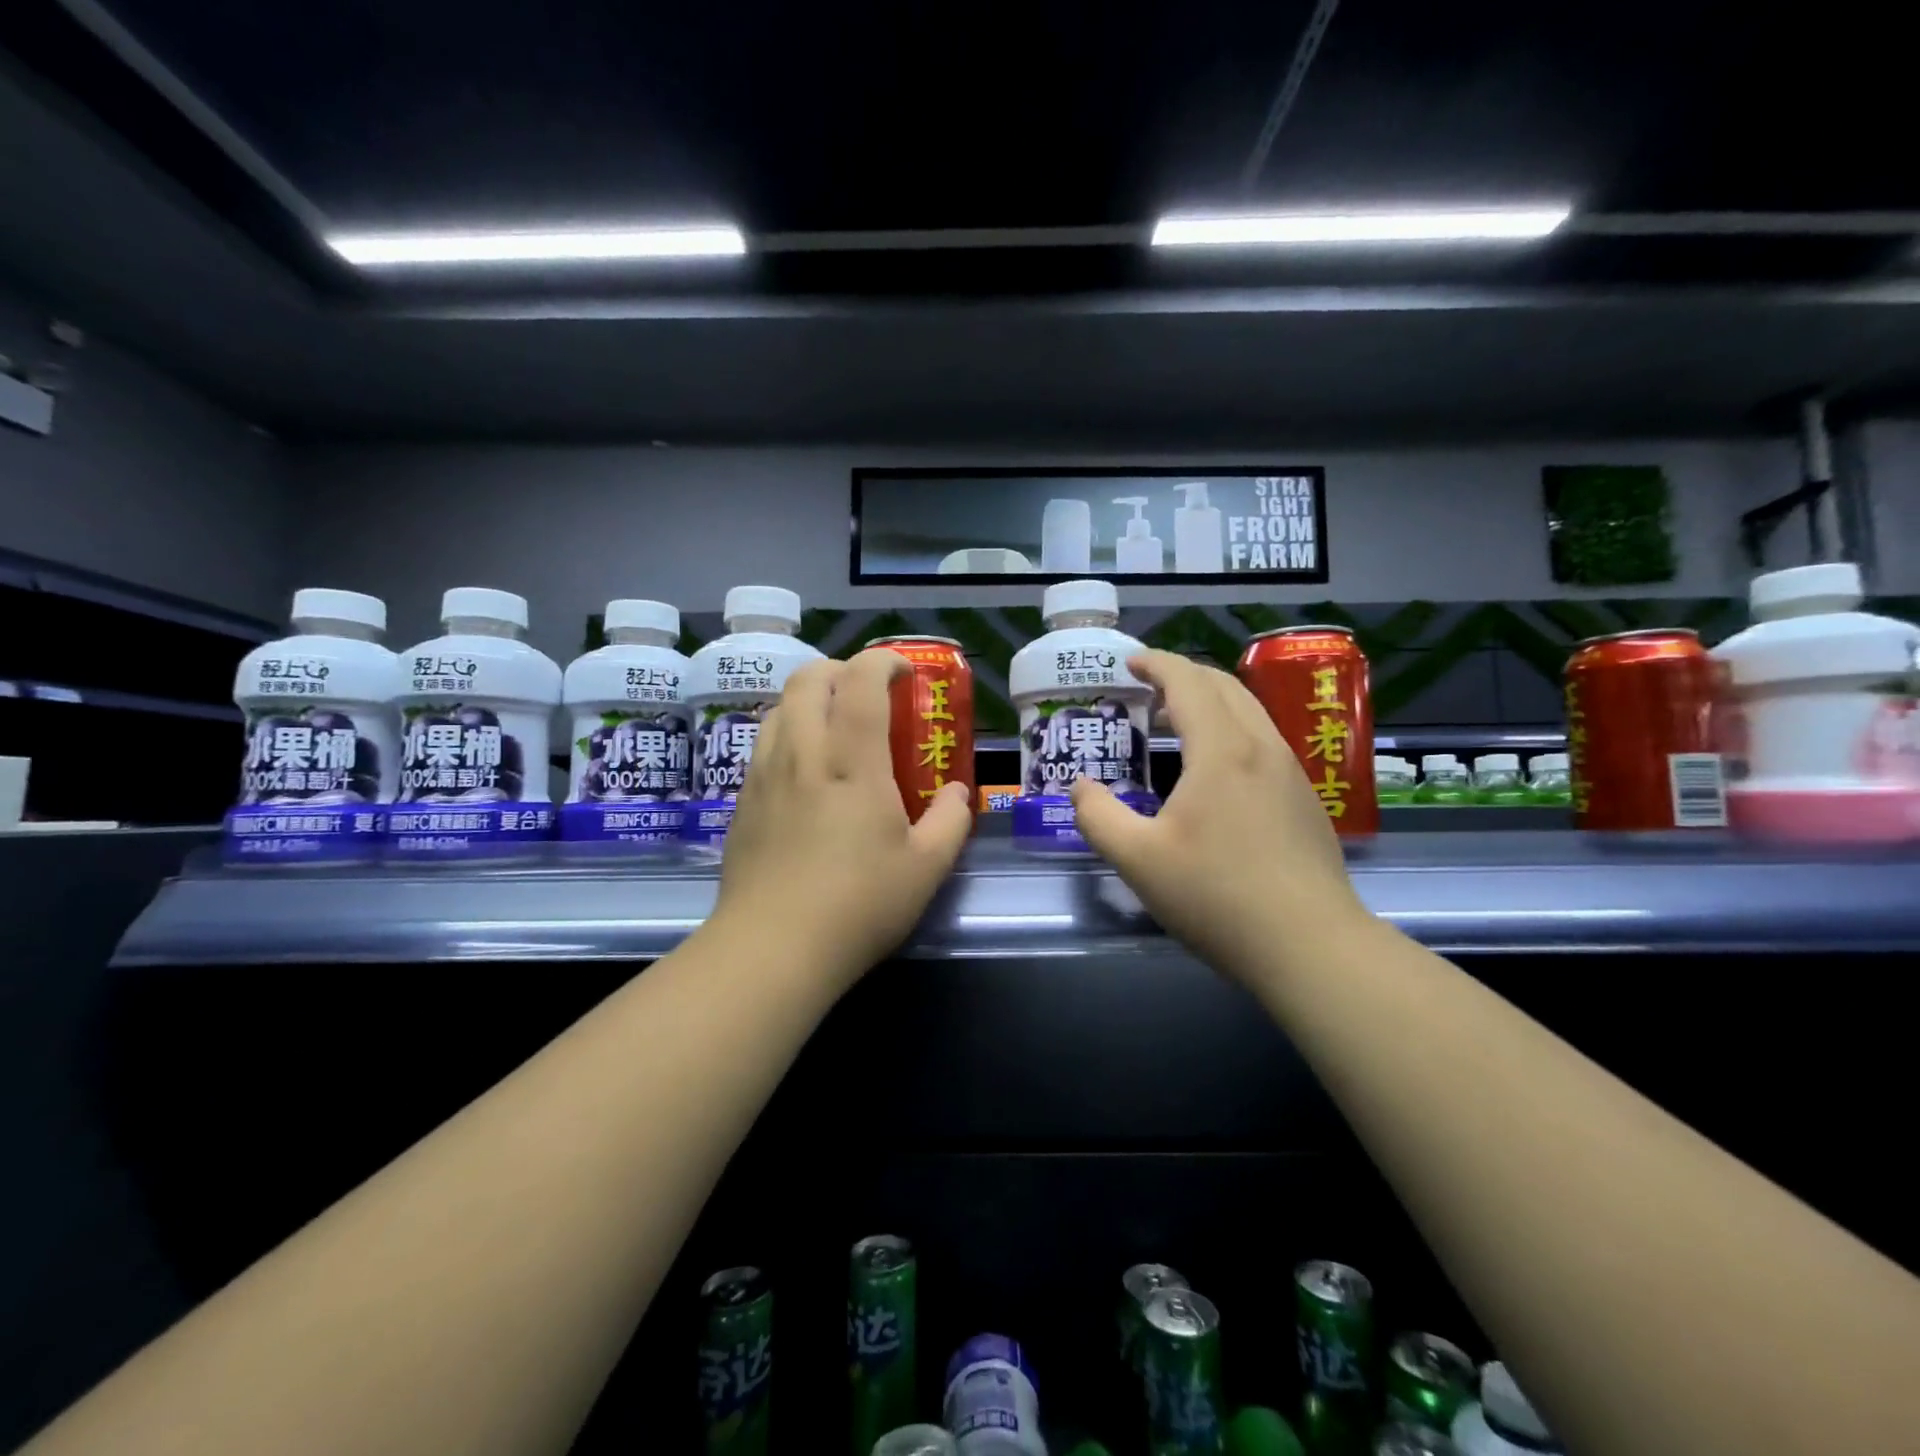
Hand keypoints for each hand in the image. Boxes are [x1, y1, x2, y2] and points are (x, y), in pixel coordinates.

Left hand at [707, 649, 973, 990]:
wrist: (772, 949)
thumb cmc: (858, 905)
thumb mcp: (926, 868)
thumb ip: (951, 821)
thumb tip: (958, 793)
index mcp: (851, 761)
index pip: (860, 679)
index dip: (883, 660)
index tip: (905, 673)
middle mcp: (802, 753)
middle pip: (808, 677)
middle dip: (841, 669)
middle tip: (868, 694)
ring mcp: (764, 775)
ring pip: (779, 707)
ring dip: (809, 700)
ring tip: (835, 730)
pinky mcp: (742, 802)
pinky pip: (763, 744)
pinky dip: (788, 734)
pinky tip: (806, 775)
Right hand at [1068, 650, 1369, 983]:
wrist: (1310, 946)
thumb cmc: (1217, 896)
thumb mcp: (1137, 860)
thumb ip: (1098, 816)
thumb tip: (1079, 787)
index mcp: (1221, 750)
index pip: (1188, 681)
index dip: (1156, 663)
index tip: (1130, 662)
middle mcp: (1261, 747)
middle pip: (1223, 686)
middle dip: (1182, 675)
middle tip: (1147, 689)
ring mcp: (1292, 772)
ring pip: (1250, 711)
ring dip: (1211, 701)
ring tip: (1176, 721)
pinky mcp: (1306, 799)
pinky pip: (1263, 741)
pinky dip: (1232, 729)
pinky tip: (1216, 770)